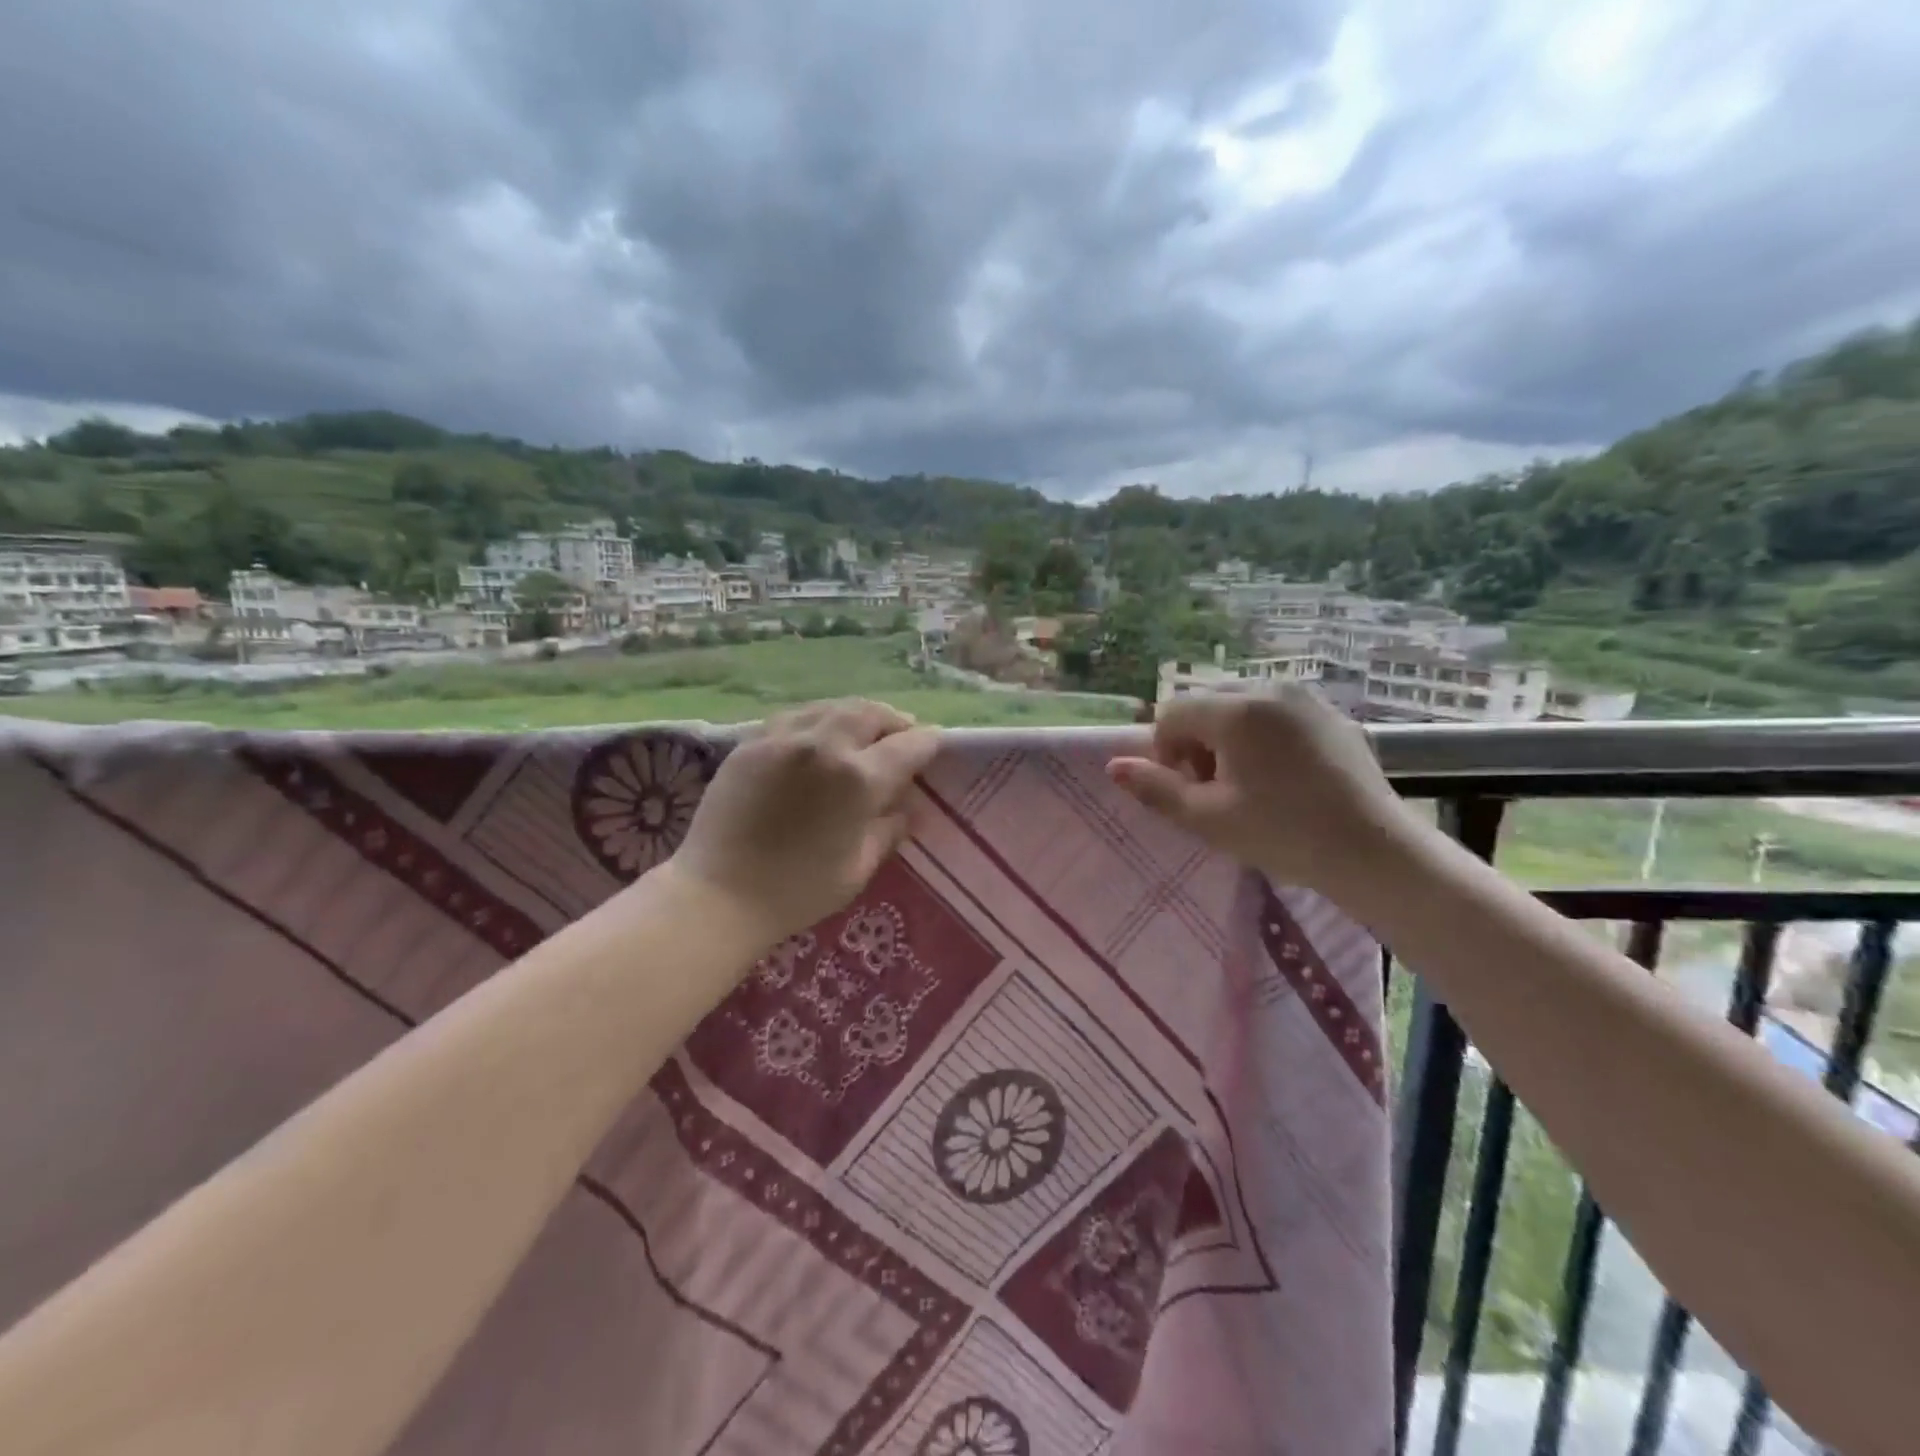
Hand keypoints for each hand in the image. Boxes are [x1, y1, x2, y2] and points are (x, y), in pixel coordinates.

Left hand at [668, 699, 941, 945]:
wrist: (716, 895)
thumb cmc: (796, 892)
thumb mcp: (857, 869)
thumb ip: (888, 831)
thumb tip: (906, 808)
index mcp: (859, 779)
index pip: (909, 745)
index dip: (928, 743)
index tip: (935, 745)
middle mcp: (825, 746)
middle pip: (871, 713)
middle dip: (894, 721)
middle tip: (901, 736)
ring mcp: (783, 738)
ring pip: (833, 707)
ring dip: (857, 715)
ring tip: (863, 731)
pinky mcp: (752, 743)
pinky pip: (796, 717)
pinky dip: (819, 720)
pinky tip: (819, 738)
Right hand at [1106, 685, 1411, 890]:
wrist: (1374, 851)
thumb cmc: (1283, 834)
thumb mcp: (1208, 818)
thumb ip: (1155, 788)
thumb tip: (1114, 766)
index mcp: (1236, 710)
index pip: (1172, 711)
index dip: (1166, 750)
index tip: (1189, 788)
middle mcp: (1269, 688)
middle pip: (1205, 702)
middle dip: (1196, 739)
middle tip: (1215, 786)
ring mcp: (1305, 698)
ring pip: (1240, 703)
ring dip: (1227, 734)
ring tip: (1248, 781)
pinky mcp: (1331, 713)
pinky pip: (1276, 711)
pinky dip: (1262, 733)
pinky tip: (1283, 775)